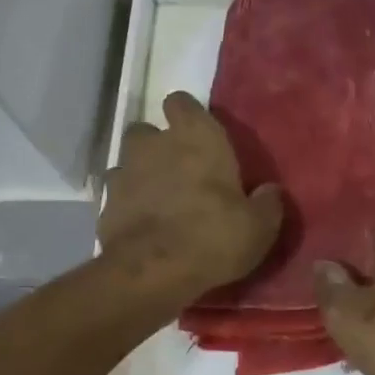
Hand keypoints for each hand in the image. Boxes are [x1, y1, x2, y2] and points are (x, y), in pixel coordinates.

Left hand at [99, 91, 283, 299]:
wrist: (152, 272)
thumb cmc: (213, 237)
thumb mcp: (258, 227)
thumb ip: (267, 204)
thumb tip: (271, 191)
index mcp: (196, 137)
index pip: (182, 103)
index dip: (188, 117)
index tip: (199, 137)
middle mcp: (155, 144)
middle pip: (149, 130)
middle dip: (159, 146)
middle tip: (178, 171)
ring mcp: (124, 171)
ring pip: (129, 160)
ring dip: (140, 174)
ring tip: (158, 199)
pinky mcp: (104, 203)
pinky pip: (116, 194)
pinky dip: (127, 204)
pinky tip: (140, 224)